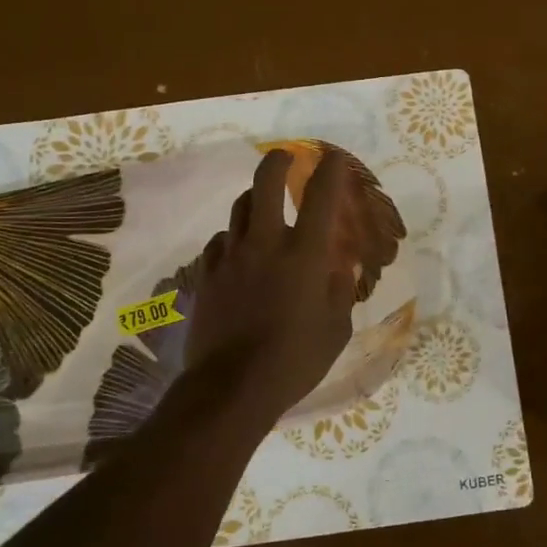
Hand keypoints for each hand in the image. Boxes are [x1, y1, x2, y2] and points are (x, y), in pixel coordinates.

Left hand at [183, 149, 357, 417]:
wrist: (231, 387)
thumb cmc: (294, 361)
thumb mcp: (335, 330)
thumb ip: (340, 291)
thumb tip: (340, 268)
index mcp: (304, 254)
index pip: (321, 196)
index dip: (330, 170)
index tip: (333, 158)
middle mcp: (265, 243)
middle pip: (265, 182)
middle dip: (278, 162)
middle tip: (285, 159)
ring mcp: (230, 256)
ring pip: (240, 207)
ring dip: (255, 198)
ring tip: (264, 204)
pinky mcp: (206, 274)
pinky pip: (219, 240)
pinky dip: (233, 236)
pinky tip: (238, 250)